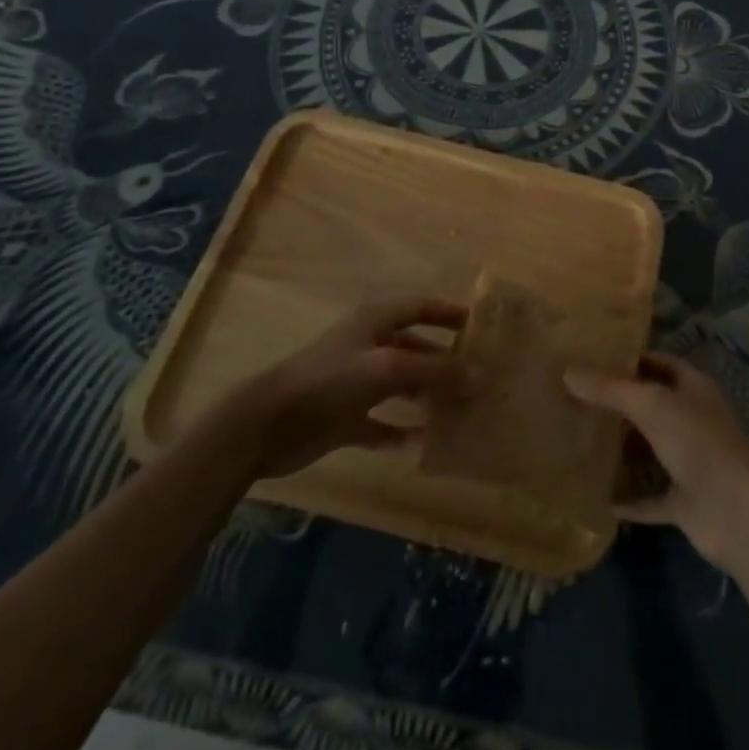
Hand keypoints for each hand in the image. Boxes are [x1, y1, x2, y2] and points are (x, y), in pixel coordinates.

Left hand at [233, 296, 471, 478]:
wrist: (267, 424)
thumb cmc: (331, 379)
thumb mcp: (389, 367)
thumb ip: (436, 371)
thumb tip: (481, 377)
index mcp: (376, 319)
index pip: (421, 306)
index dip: (450, 314)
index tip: (481, 328)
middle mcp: (369, 344)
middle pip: (416, 347)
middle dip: (445, 361)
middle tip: (478, 379)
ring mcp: (355, 382)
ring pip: (402, 384)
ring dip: (427, 396)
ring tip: (459, 412)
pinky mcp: (344, 417)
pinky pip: (381, 422)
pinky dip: (401, 430)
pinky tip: (422, 443)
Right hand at [566, 352, 748, 573]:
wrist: (739, 513)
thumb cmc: (699, 443)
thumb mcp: (650, 405)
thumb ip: (609, 389)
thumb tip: (567, 371)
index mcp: (692, 388)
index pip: (657, 363)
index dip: (628, 359)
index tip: (590, 358)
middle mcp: (691, 420)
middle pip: (650, 405)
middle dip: (618, 403)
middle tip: (572, 398)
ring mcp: (689, 462)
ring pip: (649, 450)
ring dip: (621, 449)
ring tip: (577, 440)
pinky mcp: (684, 501)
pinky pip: (649, 497)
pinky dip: (627, 498)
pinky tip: (595, 497)